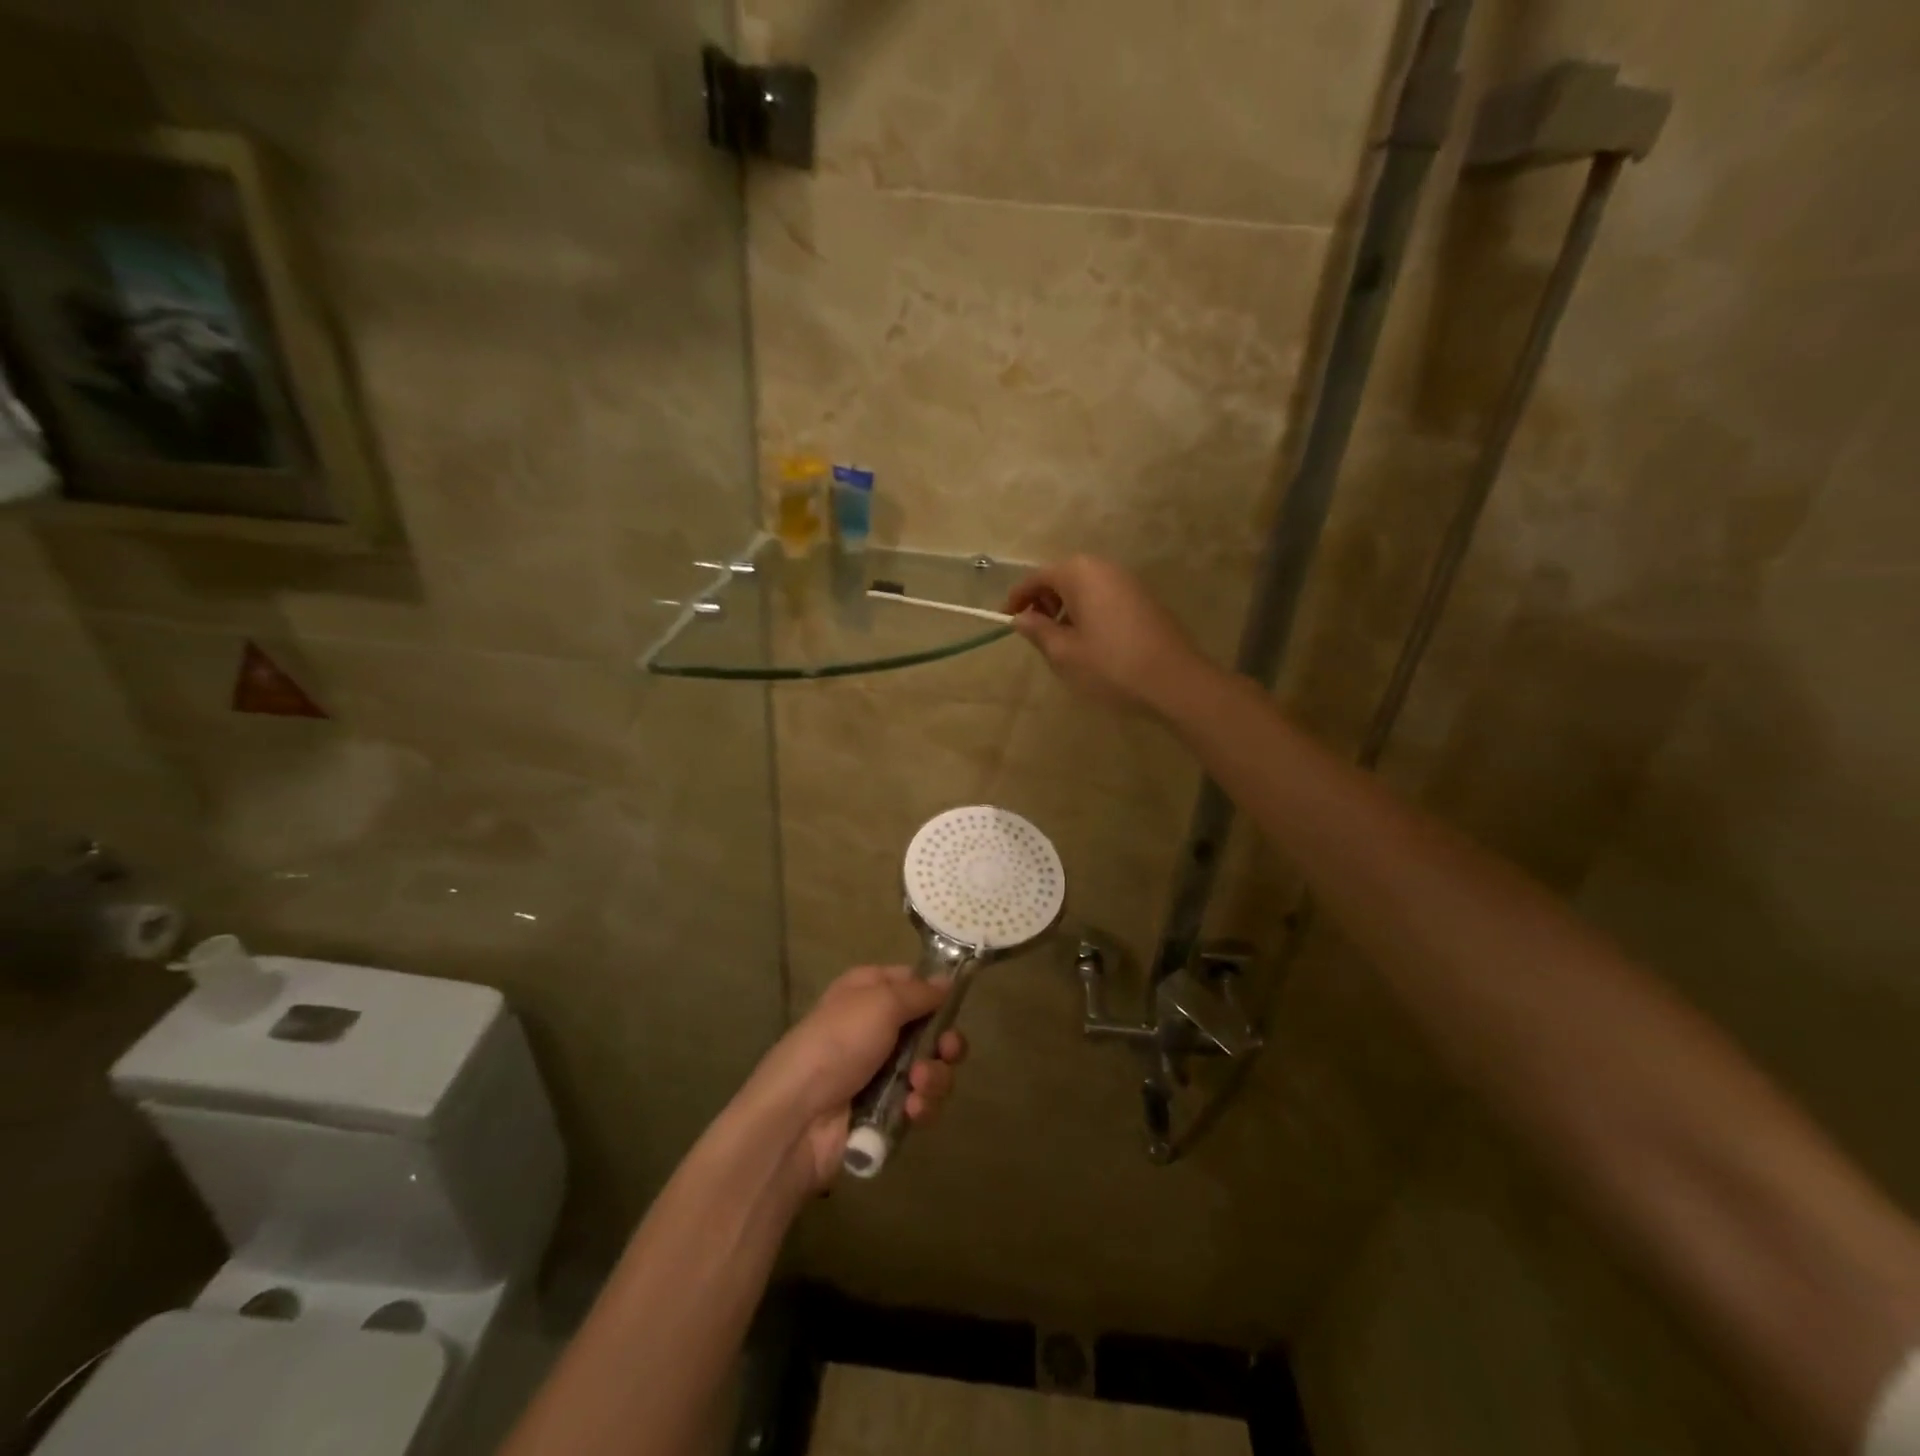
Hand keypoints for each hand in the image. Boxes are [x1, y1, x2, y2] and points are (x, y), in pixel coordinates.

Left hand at [750, 966, 968, 1190]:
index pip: (912, 983)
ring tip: (917, 1087)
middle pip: (931, 1030)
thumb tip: (946, 981)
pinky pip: (920, 1103)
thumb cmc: (837, 1044)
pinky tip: (911, 1111)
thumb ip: (918, 992)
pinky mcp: (886, 1111)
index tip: (955, 1003)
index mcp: (868, 993)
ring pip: (932, 1069)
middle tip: (946, 1050)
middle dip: (945, 1043)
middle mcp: (876, 1028)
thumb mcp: (880, 1003)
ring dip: (934, 1078)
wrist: (798, 1118)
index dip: (935, 992)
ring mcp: (881, 1072)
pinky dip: (922, 1106)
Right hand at [1004, 556, 1210, 717]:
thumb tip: (1021, 618)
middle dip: (1043, 601)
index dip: (1017, 598)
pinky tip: (1090, 643)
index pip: (1037, 577)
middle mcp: (1104, 568)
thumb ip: (1037, 630)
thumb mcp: (1064, 653)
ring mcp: (1128, 581)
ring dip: (1066, 608)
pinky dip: (1088, 612)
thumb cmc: (1110, 666)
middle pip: (1062, 577)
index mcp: (1079, 573)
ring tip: (1061, 641)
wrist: (1174, 681)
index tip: (1005, 620)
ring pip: (1084, 588)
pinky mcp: (1144, 599)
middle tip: (1035, 633)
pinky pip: (1104, 597)